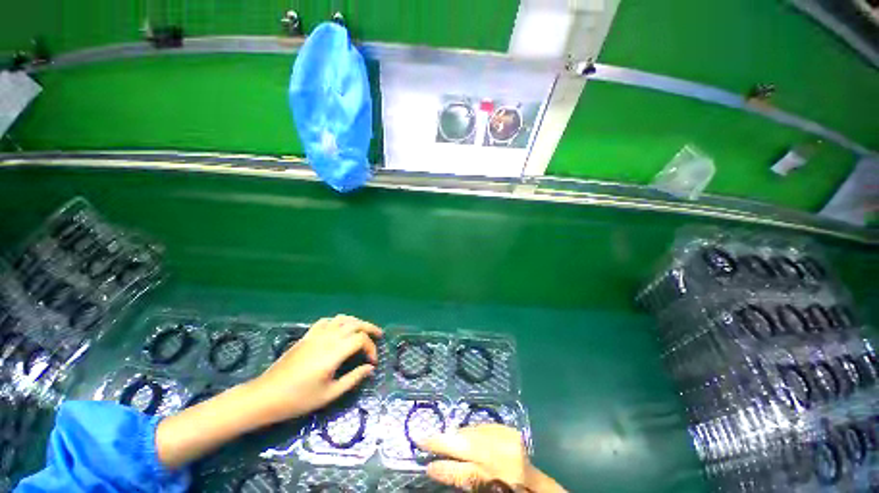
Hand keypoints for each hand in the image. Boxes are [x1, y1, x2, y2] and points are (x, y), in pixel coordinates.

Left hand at [247, 314, 382, 423]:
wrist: (266, 396)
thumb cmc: (298, 399)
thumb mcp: (329, 394)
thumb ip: (353, 379)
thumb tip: (370, 368)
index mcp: (334, 352)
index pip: (360, 340)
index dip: (371, 348)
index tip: (372, 362)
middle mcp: (327, 338)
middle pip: (355, 324)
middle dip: (369, 328)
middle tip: (379, 335)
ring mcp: (316, 334)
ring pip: (342, 319)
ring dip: (356, 322)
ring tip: (363, 330)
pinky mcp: (307, 336)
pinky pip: (327, 321)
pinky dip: (339, 321)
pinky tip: (340, 329)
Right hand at [419, 425, 565, 492]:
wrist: (536, 486)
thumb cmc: (506, 487)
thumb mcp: (483, 489)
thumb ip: (465, 480)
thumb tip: (436, 468)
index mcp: (497, 477)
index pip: (465, 473)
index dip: (443, 468)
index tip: (425, 464)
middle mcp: (505, 455)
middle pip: (467, 444)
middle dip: (443, 442)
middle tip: (422, 439)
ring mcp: (508, 439)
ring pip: (473, 433)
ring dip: (455, 436)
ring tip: (439, 440)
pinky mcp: (510, 431)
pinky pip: (482, 428)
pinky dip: (469, 432)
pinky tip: (460, 436)